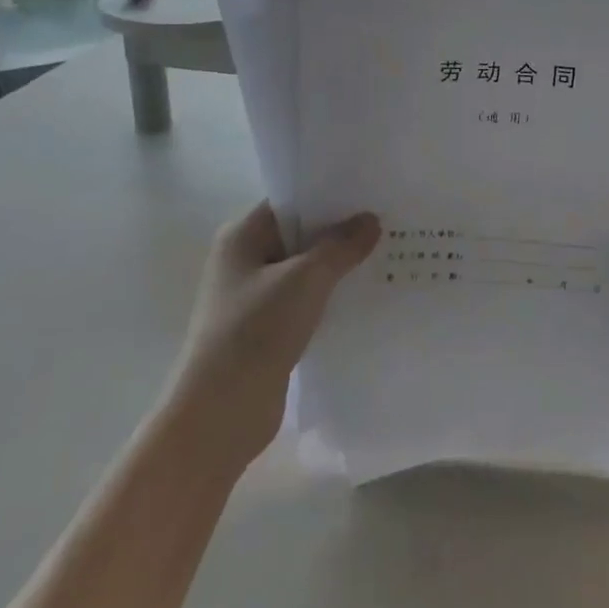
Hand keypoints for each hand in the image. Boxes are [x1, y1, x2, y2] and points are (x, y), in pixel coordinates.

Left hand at [167, 203, 380, 469]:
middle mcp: (244, 260)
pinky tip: (365, 297)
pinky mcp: (267, 330)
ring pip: (304, 271)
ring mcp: (254, 297)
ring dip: (338, 268)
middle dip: (340, 232)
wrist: (220, 413)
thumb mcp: (305, 280)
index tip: (370, 193)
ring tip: (386, 256)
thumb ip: (340, 246)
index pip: (290, 201)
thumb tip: (370, 220)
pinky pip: (305, 302)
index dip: (328, 196)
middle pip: (299, 235)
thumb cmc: (255, 331)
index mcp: (241, 236)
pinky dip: (330, 298)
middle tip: (388, 223)